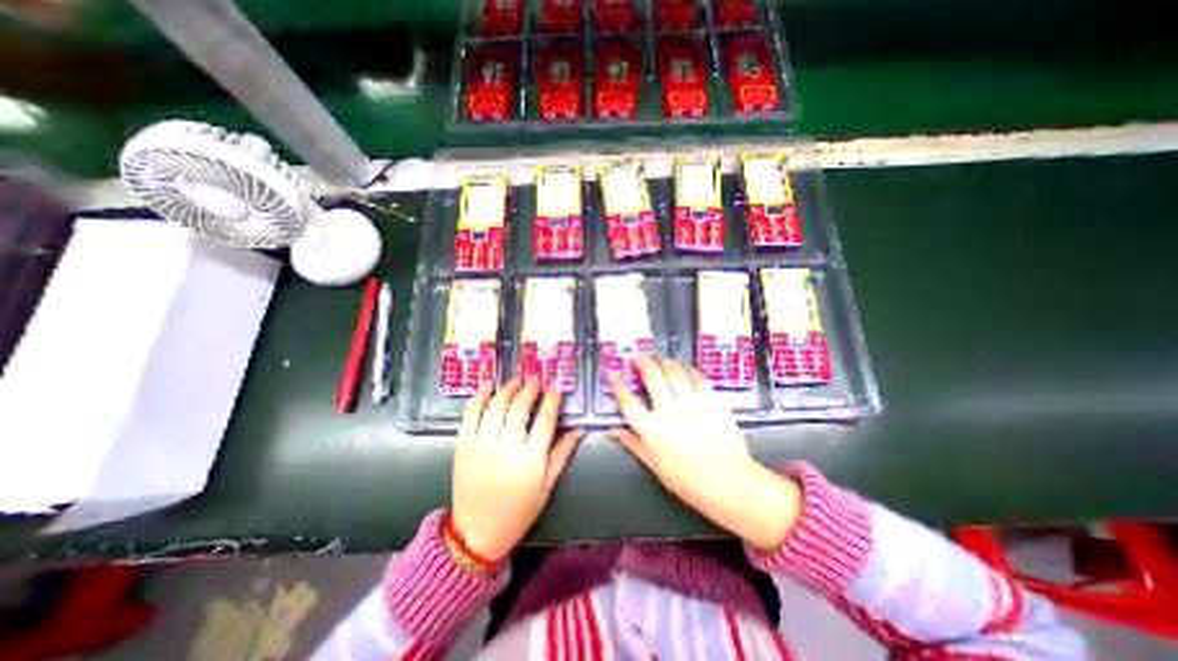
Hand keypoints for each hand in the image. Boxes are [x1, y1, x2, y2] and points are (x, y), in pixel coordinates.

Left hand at [453, 380, 582, 558]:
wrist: (477, 533)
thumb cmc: (519, 511)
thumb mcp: (547, 485)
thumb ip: (563, 453)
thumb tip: (580, 430)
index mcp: (531, 460)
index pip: (545, 420)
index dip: (552, 400)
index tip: (556, 388)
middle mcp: (506, 448)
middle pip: (519, 408)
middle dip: (529, 389)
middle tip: (534, 381)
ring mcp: (482, 445)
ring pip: (496, 406)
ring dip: (507, 389)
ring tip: (516, 381)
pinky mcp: (463, 446)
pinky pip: (470, 415)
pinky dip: (479, 397)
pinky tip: (487, 387)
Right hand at [608, 356, 801, 553]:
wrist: (731, 484)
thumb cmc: (689, 482)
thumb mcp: (656, 467)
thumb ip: (633, 444)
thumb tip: (611, 431)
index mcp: (653, 431)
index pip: (629, 402)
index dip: (618, 385)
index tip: (614, 372)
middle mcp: (670, 412)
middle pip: (652, 377)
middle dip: (642, 361)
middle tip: (638, 357)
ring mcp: (693, 404)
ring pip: (674, 371)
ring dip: (663, 360)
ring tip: (659, 358)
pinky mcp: (713, 401)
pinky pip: (697, 377)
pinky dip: (688, 369)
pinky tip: (684, 368)